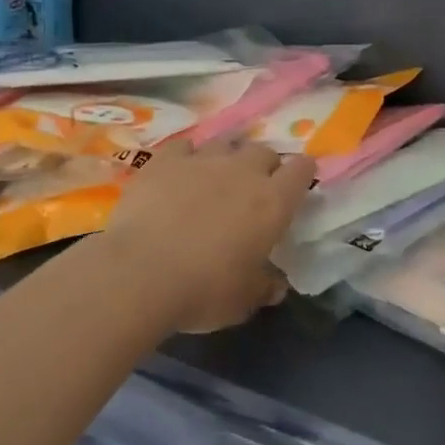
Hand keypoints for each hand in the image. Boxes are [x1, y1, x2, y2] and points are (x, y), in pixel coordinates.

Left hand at [101, 139, 315, 333]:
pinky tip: (180, 170)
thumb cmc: (204, 290)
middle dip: (264, 165)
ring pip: (225, 143)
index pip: (301, 171)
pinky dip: (187, 156)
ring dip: (227, 157)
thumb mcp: (243, 301)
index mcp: (273, 202)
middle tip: (254, 188)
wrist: (141, 273)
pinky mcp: (165, 160)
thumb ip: (264, 287)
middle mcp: (243, 171)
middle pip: (264, 151)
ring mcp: (203, 160)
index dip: (303, 173)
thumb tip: (276, 286)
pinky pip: (184, 146)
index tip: (299, 182)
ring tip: (216, 176)